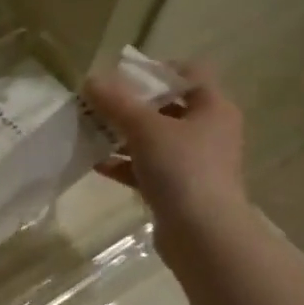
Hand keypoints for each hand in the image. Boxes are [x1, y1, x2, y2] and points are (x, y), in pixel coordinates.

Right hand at [84, 62, 247, 236]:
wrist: (203, 235)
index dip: (156, 69)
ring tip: (90, 131)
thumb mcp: (145, 128)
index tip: (122, 76)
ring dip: (123, 134)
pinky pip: (147, 167)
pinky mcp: (179, 189)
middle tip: (98, 103)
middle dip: (130, 104)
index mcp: (213, 108)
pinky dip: (124, 164)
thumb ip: (117, 102)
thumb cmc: (182, 169)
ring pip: (154, 139)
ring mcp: (195, 162)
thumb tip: (91, 80)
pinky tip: (96, 163)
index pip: (189, 73)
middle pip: (167, 106)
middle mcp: (209, 131)